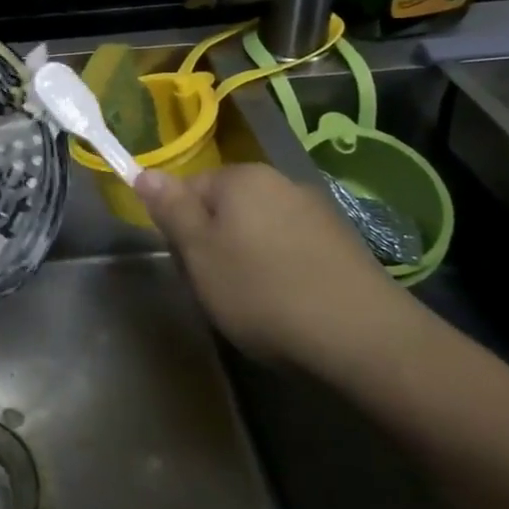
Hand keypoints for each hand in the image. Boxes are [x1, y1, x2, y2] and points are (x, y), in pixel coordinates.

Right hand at [134, 162, 407, 367]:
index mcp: (241, 177)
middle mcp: (281, 181)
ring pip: (260, 228)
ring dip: (249, 256)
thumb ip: (170, 209)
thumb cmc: (263, 292)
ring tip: (255, 302)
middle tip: (217, 287)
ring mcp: (317, 210)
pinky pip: (293, 248)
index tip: (190, 266)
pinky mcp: (344, 243)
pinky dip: (283, 269)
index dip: (181, 227)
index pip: (189, 188)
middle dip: (215, 242)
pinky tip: (290, 304)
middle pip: (226, 207)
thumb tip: (144, 170)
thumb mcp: (199, 254)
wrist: (363, 338)